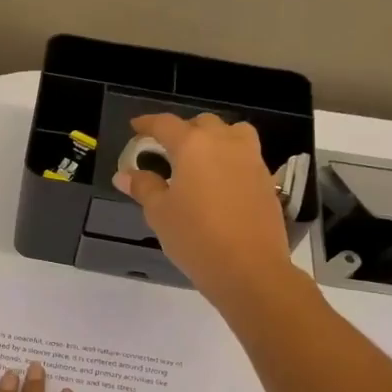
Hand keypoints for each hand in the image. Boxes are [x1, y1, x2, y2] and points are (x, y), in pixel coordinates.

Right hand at [114, 113, 294, 307]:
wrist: (249, 267)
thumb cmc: (196, 237)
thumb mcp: (159, 213)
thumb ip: (143, 187)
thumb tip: (125, 174)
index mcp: (193, 146)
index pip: (165, 124)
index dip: (147, 123)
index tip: (136, 127)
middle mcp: (224, 143)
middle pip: (202, 123)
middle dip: (182, 130)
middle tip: (167, 149)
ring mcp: (251, 159)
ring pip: (232, 133)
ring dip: (213, 138)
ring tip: (200, 159)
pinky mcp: (266, 179)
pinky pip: (246, 155)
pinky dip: (230, 158)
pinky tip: (220, 182)